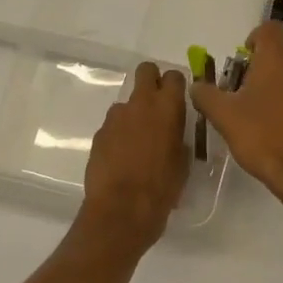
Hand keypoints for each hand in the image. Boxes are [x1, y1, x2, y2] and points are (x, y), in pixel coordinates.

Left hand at [78, 62, 189, 252]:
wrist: (121, 211)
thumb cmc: (162, 188)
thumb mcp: (183, 163)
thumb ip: (178, 139)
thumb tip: (173, 134)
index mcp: (167, 107)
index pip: (174, 76)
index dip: (176, 85)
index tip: (179, 99)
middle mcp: (140, 104)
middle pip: (145, 71)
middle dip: (152, 81)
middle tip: (157, 106)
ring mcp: (115, 117)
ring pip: (127, 103)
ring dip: (133, 115)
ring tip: (138, 143)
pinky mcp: (99, 134)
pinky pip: (113, 126)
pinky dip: (119, 135)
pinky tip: (122, 158)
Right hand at [191, 20, 282, 216]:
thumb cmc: (263, 137)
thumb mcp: (224, 116)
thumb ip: (206, 95)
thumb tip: (196, 85)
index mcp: (277, 58)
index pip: (269, 28)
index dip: (254, 38)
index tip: (243, 61)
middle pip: (282, 53)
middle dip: (263, 66)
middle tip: (245, 91)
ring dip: (281, 84)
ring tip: (264, 112)